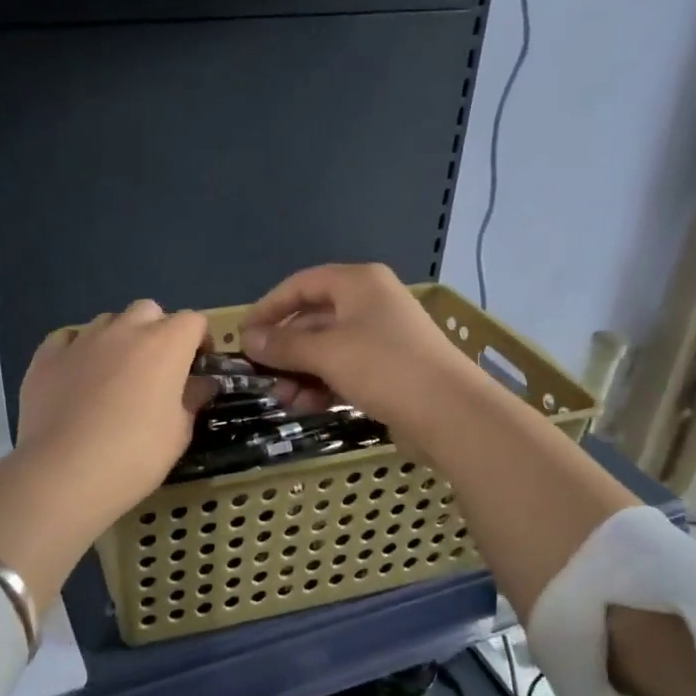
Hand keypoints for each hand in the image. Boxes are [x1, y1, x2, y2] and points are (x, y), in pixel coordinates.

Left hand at [0, 300, 210, 612]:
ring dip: (118, 338)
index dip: (199, 340)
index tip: (197, 366)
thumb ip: (192, 400)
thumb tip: (202, 384)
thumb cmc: (135, 455)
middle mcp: (125, 331)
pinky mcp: (46, 356)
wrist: (65, 472)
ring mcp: (82, 340)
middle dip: (157, 330)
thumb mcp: (178, 433)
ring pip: (108, 322)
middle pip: (148, 311)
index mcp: (165, 344)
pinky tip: (76, 376)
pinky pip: (68, 339)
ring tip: (113, 375)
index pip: (193, 320)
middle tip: (156, 368)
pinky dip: (77, 350)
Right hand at [240, 264, 482, 446]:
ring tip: (281, 398)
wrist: (452, 413)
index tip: (244, 335)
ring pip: (327, 348)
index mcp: (359, 283)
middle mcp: (370, 303)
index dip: (269, 307)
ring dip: (300, 371)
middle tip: (259, 374)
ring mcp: (381, 337)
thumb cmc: (384, 367)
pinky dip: (322, 384)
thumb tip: (248, 339)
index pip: (301, 285)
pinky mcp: (388, 369)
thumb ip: (284, 344)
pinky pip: (344, 369)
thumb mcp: (327, 352)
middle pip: (313, 318)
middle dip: (284, 348)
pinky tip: (304, 406)